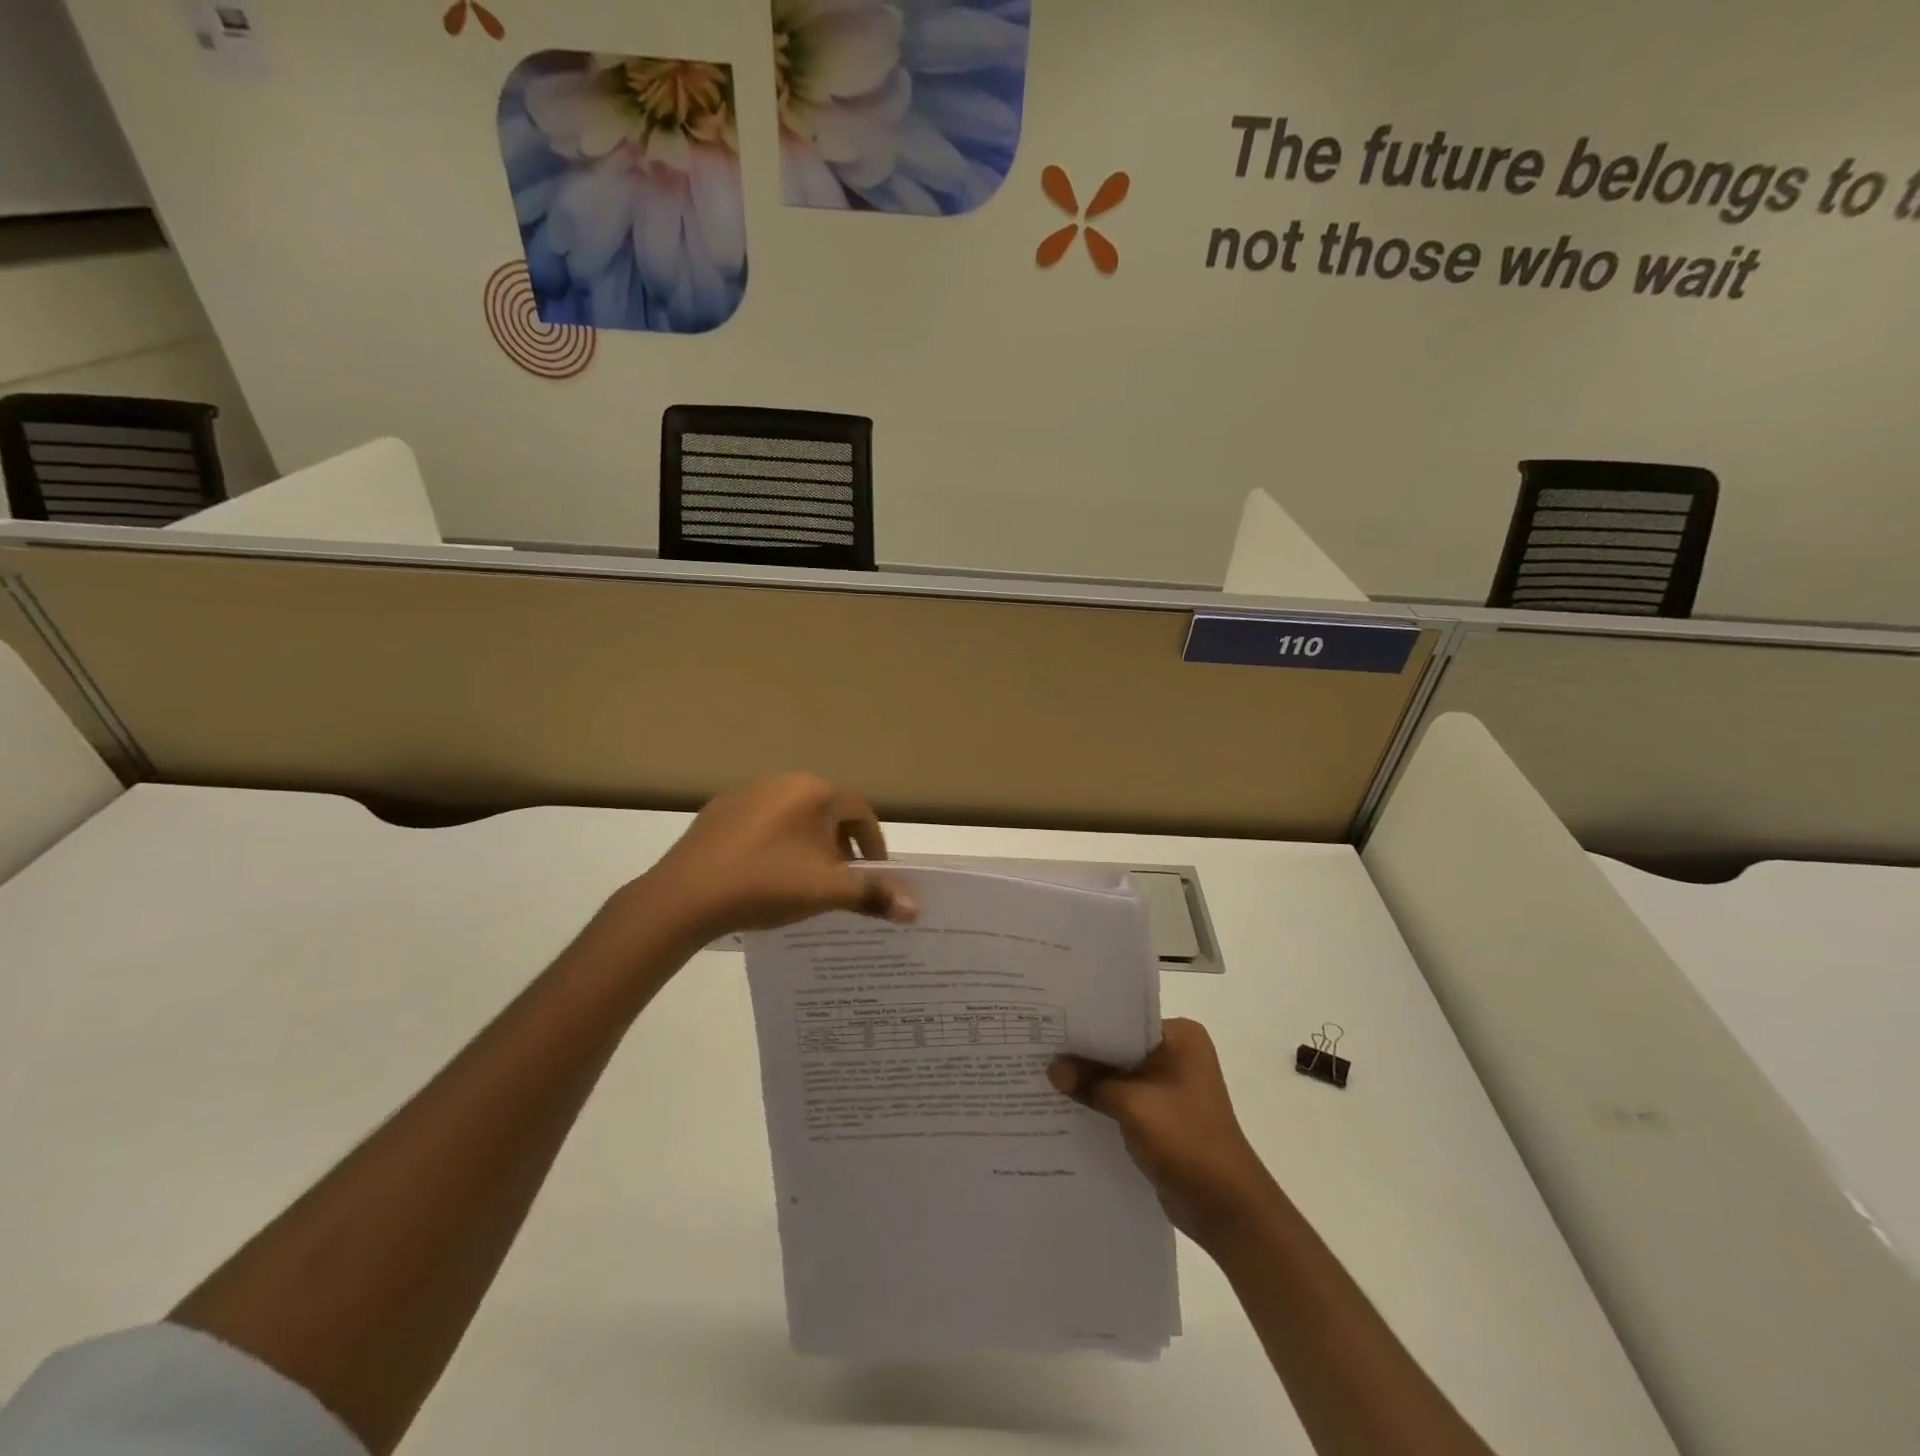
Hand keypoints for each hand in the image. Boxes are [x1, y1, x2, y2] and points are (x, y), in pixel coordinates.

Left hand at [629, 773, 918, 944]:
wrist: (685, 896)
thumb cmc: (767, 884)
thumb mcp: (827, 891)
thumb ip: (874, 895)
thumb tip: (915, 908)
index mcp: (813, 791)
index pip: (859, 812)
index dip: (873, 844)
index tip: (875, 874)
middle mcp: (782, 781)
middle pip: (827, 812)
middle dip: (841, 845)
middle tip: (843, 880)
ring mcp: (745, 794)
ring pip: (794, 818)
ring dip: (809, 844)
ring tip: (806, 880)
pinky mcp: (717, 813)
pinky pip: (762, 825)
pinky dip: (776, 845)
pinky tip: (766, 875)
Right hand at [1049, 1018, 1274, 1244]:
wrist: (1226, 1207)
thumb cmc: (1186, 1140)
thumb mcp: (1132, 1104)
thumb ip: (1091, 1082)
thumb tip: (1051, 1067)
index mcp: (1180, 1037)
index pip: (1125, 1018)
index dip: (1088, 1023)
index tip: (1050, 1023)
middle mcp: (1178, 1054)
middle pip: (1120, 1047)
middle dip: (1085, 1054)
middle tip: (1039, 1047)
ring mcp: (1171, 1088)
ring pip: (1121, 1076)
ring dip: (1092, 1081)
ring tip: (1044, 1075)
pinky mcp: (1163, 1117)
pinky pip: (1125, 1100)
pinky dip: (1102, 1103)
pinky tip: (1067, 1107)